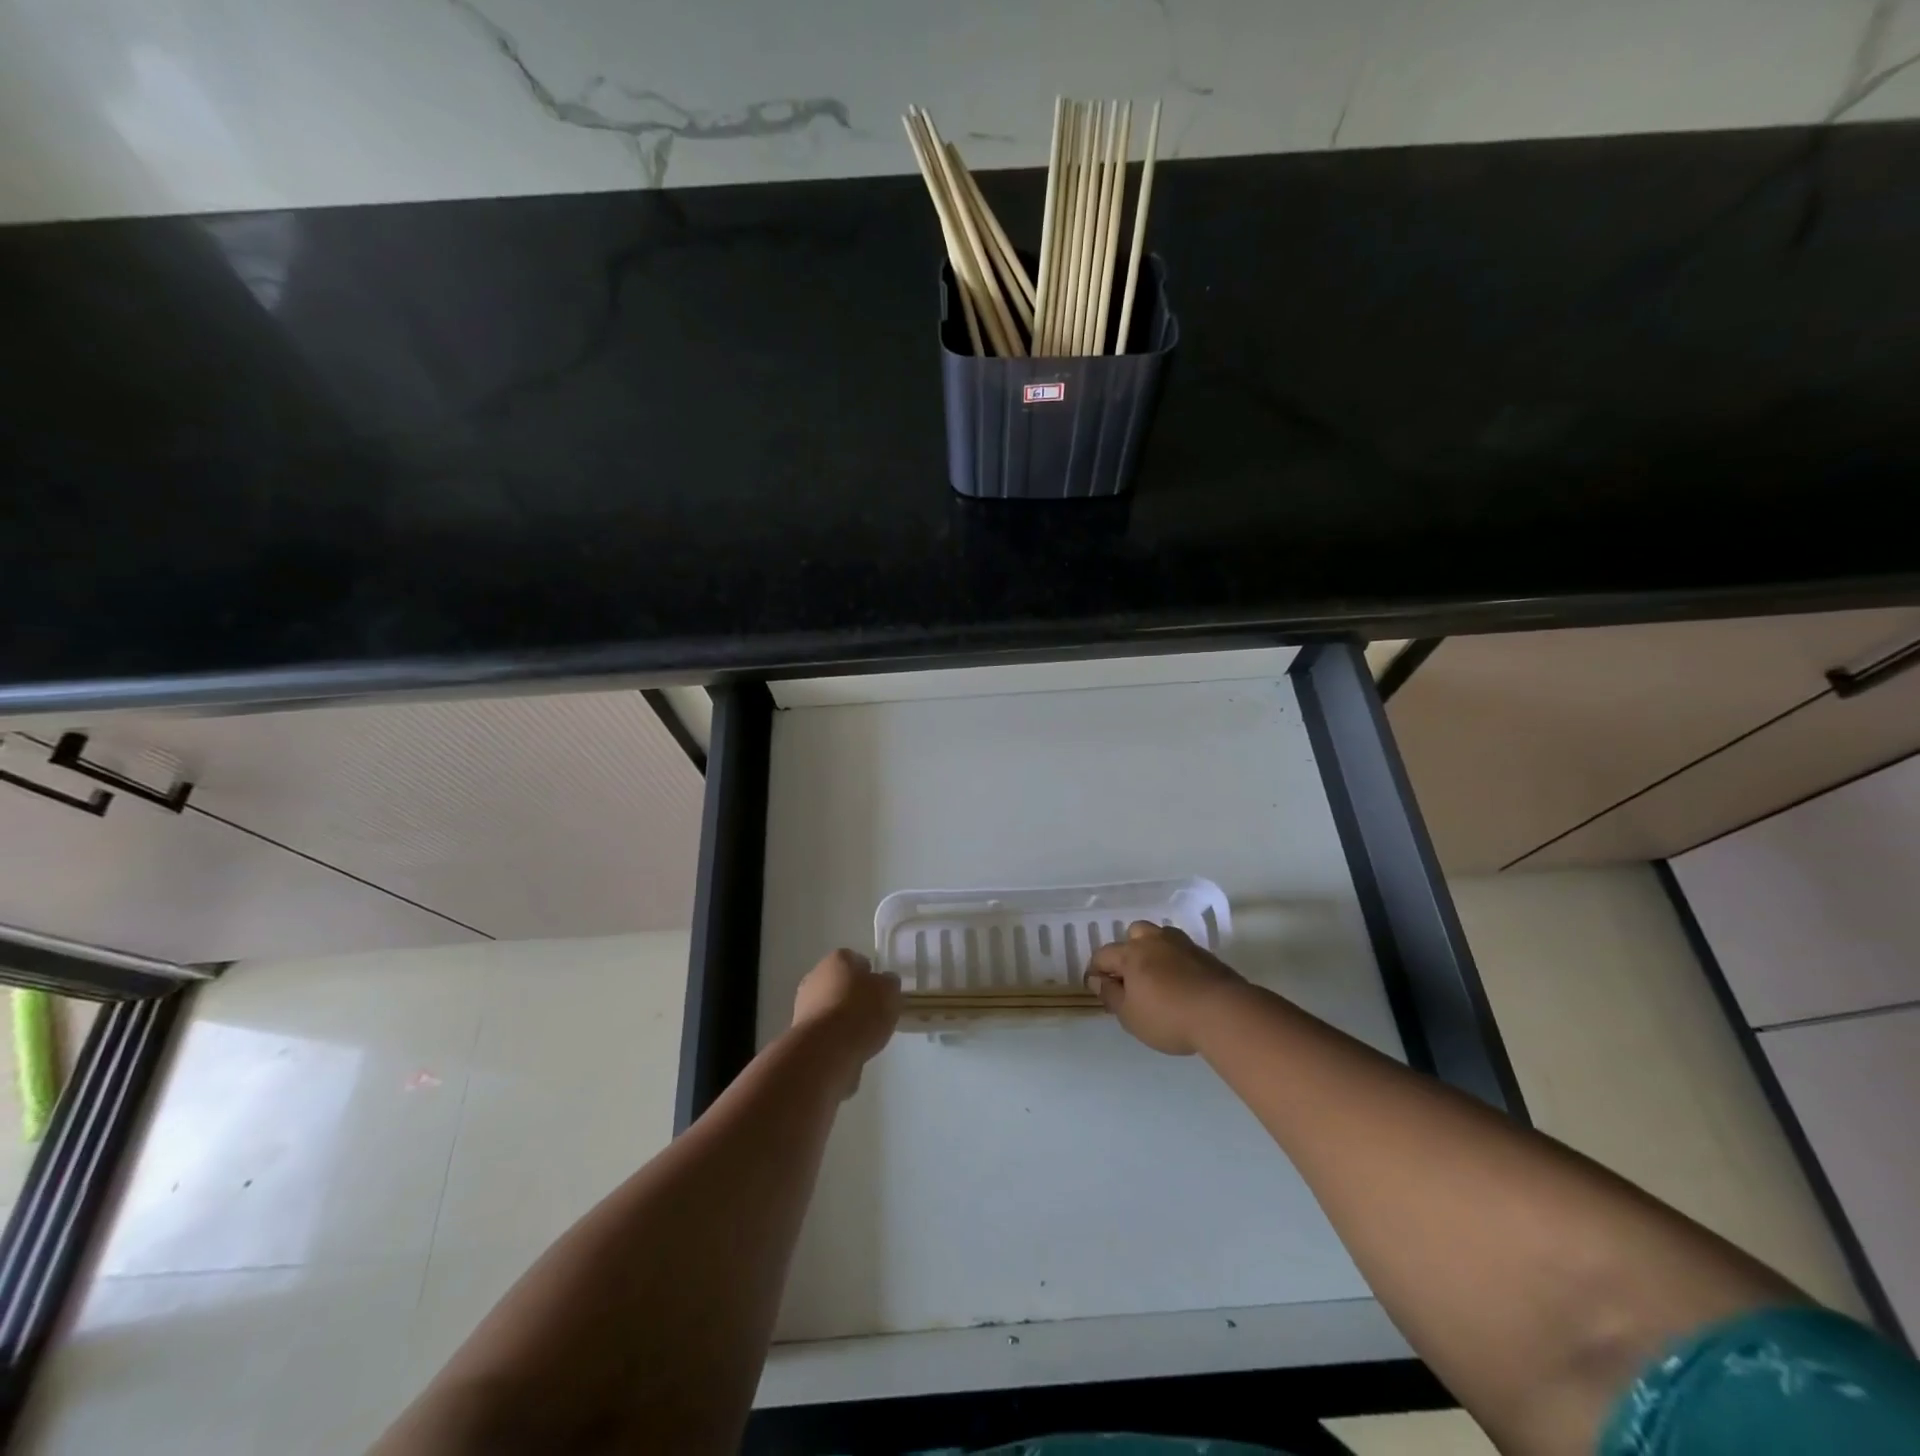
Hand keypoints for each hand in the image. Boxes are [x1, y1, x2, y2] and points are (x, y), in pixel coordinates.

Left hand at [792, 949, 901, 1093]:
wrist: (826, 1050)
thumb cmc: (861, 1012)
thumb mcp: (890, 992)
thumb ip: (889, 983)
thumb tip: (884, 982)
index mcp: (838, 958)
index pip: (858, 961)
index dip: (871, 976)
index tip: (881, 993)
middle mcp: (816, 974)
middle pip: (841, 983)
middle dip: (854, 996)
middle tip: (872, 1014)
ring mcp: (803, 1003)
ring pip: (831, 1006)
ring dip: (843, 1017)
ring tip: (862, 1035)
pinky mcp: (799, 1030)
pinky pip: (824, 1028)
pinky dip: (834, 1036)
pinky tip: (847, 1048)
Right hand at [1085, 922, 1244, 1054]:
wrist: (1224, 1013)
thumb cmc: (1168, 1017)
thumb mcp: (1130, 1016)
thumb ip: (1110, 995)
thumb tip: (1096, 980)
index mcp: (1131, 953)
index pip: (1104, 955)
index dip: (1096, 971)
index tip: (1098, 988)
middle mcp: (1154, 941)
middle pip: (1133, 934)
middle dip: (1127, 952)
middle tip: (1130, 979)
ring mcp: (1182, 944)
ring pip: (1160, 938)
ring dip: (1153, 952)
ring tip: (1157, 978)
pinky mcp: (1205, 955)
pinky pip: (1181, 952)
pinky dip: (1175, 962)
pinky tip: (1180, 984)